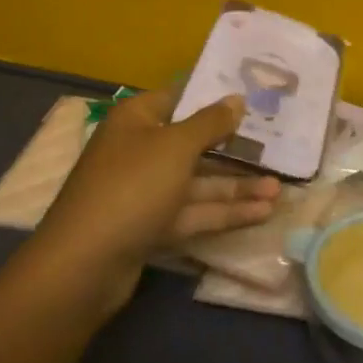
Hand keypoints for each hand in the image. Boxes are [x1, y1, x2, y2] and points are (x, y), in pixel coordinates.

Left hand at [36, 88, 277, 314]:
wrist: (83, 266)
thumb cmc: (132, 187)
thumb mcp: (176, 146)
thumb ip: (211, 123)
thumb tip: (237, 98)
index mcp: (138, 119)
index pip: (181, 97)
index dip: (215, 96)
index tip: (254, 96)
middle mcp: (140, 150)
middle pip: (194, 143)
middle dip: (235, 149)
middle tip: (278, 147)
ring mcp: (145, 191)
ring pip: (198, 182)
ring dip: (237, 186)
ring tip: (279, 189)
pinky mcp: (151, 226)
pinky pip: (194, 212)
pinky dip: (224, 212)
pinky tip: (262, 212)